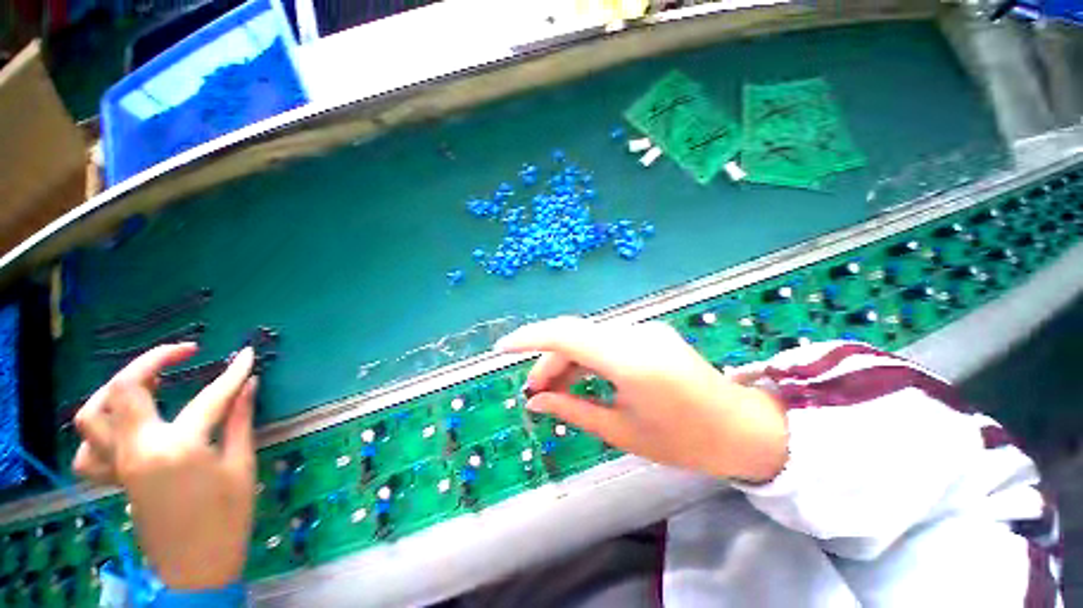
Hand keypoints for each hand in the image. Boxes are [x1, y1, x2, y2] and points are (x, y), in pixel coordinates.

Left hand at [72, 344, 257, 589]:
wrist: (195, 569)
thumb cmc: (227, 518)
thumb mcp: (241, 466)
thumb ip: (239, 420)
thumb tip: (248, 385)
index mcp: (178, 448)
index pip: (210, 397)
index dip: (233, 373)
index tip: (247, 354)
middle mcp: (137, 449)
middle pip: (126, 388)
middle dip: (153, 360)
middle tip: (184, 352)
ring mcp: (119, 465)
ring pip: (92, 414)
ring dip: (116, 389)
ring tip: (147, 383)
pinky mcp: (113, 479)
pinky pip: (88, 449)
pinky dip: (99, 430)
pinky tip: (123, 427)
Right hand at [495, 317, 786, 481]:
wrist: (741, 427)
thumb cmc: (683, 441)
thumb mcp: (620, 431)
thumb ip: (572, 410)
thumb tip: (535, 403)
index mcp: (630, 360)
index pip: (566, 335)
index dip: (529, 338)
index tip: (500, 348)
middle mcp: (635, 333)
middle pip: (575, 335)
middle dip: (548, 361)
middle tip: (534, 392)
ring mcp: (644, 329)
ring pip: (589, 337)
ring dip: (567, 360)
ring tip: (554, 390)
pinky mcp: (649, 333)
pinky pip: (606, 340)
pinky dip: (586, 358)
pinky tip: (581, 379)